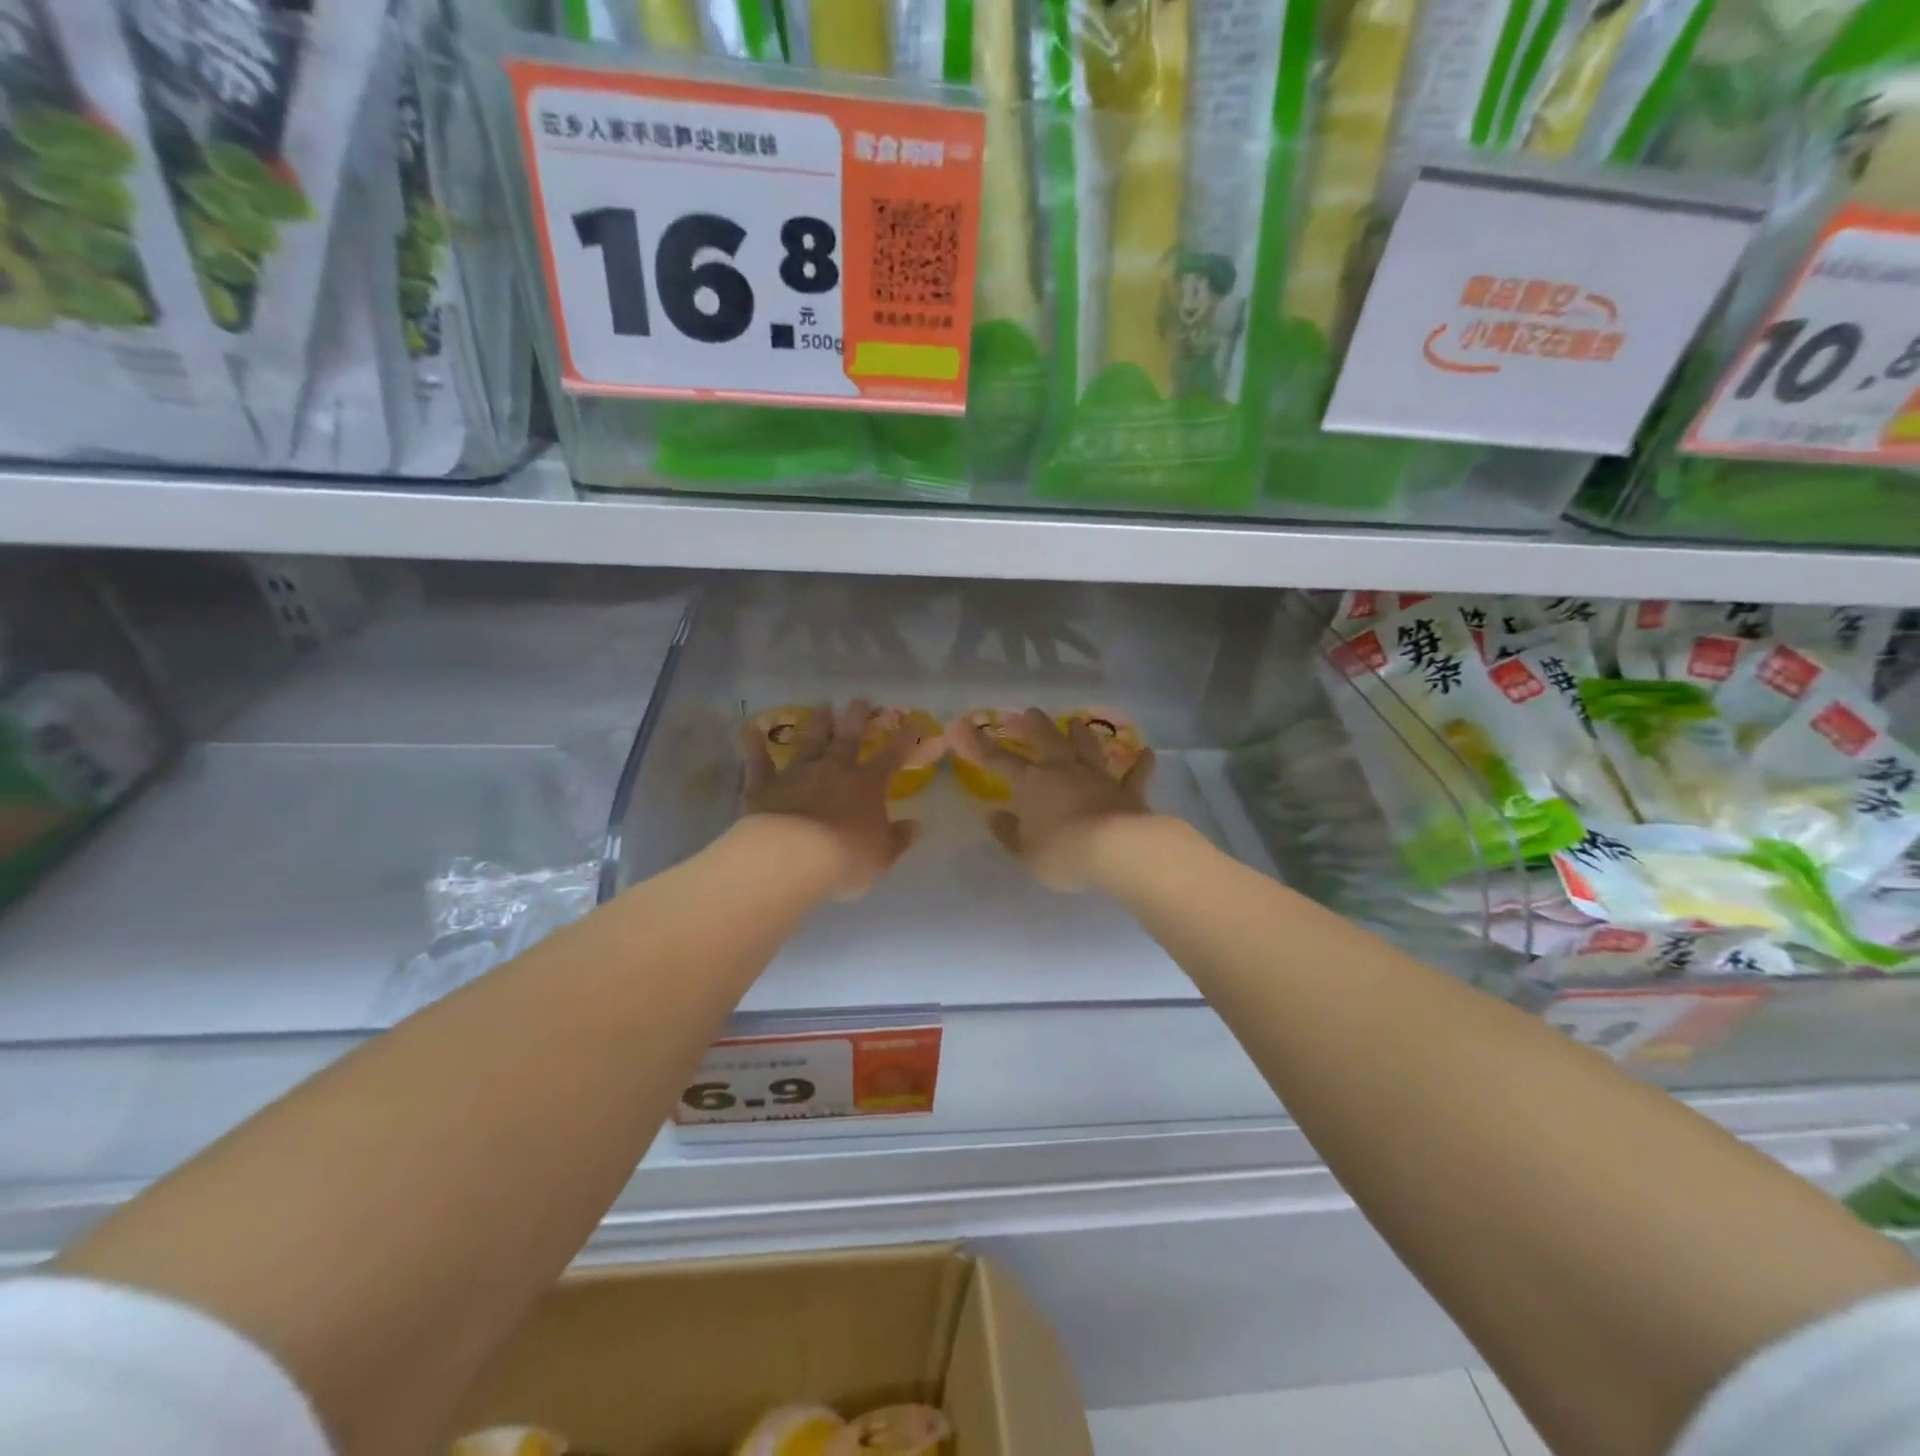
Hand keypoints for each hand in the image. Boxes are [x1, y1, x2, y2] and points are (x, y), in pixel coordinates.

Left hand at [741, 700, 922, 899]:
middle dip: (856, 718)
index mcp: (867, 785)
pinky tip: (752, 727)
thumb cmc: (845, 858)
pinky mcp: (764, 785)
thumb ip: (898, 839)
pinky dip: (755, 743)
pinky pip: (759, 760)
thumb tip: (915, 826)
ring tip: (822, 706)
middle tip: (859, 699)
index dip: (905, 740)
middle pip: (847, 739)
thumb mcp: (882, 855)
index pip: (891, 757)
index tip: (913, 722)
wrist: (791, 857)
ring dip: (816, 723)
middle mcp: (833, 771)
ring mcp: (797, 774)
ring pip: (809, 742)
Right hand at [948, 708, 1155, 891]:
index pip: (999, 760)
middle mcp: (1063, 770)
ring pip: (1088, 748)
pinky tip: (1148, 753)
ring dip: (1081, 734)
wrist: (1117, 850)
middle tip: (1028, 712)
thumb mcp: (1025, 851)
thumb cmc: (1062, 853)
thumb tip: (993, 816)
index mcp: (1032, 783)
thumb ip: (1009, 833)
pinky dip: (1141, 764)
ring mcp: (1098, 778)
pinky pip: (1135, 775)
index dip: (980, 744)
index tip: (964, 726)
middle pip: (1046, 740)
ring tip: (1077, 721)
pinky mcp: (1128, 792)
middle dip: (1034, 725)